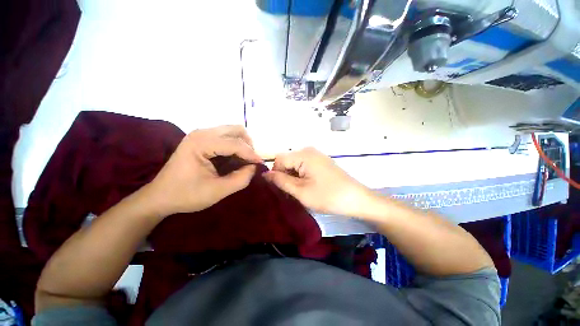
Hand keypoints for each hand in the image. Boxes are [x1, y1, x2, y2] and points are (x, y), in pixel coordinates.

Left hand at [147, 125, 261, 216]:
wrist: (160, 196)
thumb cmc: (186, 195)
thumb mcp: (217, 191)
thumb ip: (241, 179)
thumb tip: (255, 167)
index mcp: (201, 143)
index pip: (235, 144)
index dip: (251, 154)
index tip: (261, 164)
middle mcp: (201, 133)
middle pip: (236, 130)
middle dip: (248, 145)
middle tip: (251, 161)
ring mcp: (200, 134)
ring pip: (232, 131)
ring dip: (242, 145)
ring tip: (244, 161)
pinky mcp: (201, 139)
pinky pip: (226, 137)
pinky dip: (235, 146)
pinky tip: (234, 160)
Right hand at [263, 147, 372, 216]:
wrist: (356, 199)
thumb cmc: (328, 196)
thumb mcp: (300, 191)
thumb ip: (281, 181)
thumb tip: (265, 174)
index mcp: (303, 155)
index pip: (279, 160)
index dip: (275, 174)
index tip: (280, 189)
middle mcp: (309, 151)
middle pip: (287, 161)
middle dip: (285, 176)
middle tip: (291, 193)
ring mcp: (316, 156)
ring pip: (295, 164)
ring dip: (293, 177)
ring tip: (300, 191)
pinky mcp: (321, 162)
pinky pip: (304, 166)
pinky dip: (301, 176)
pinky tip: (308, 187)